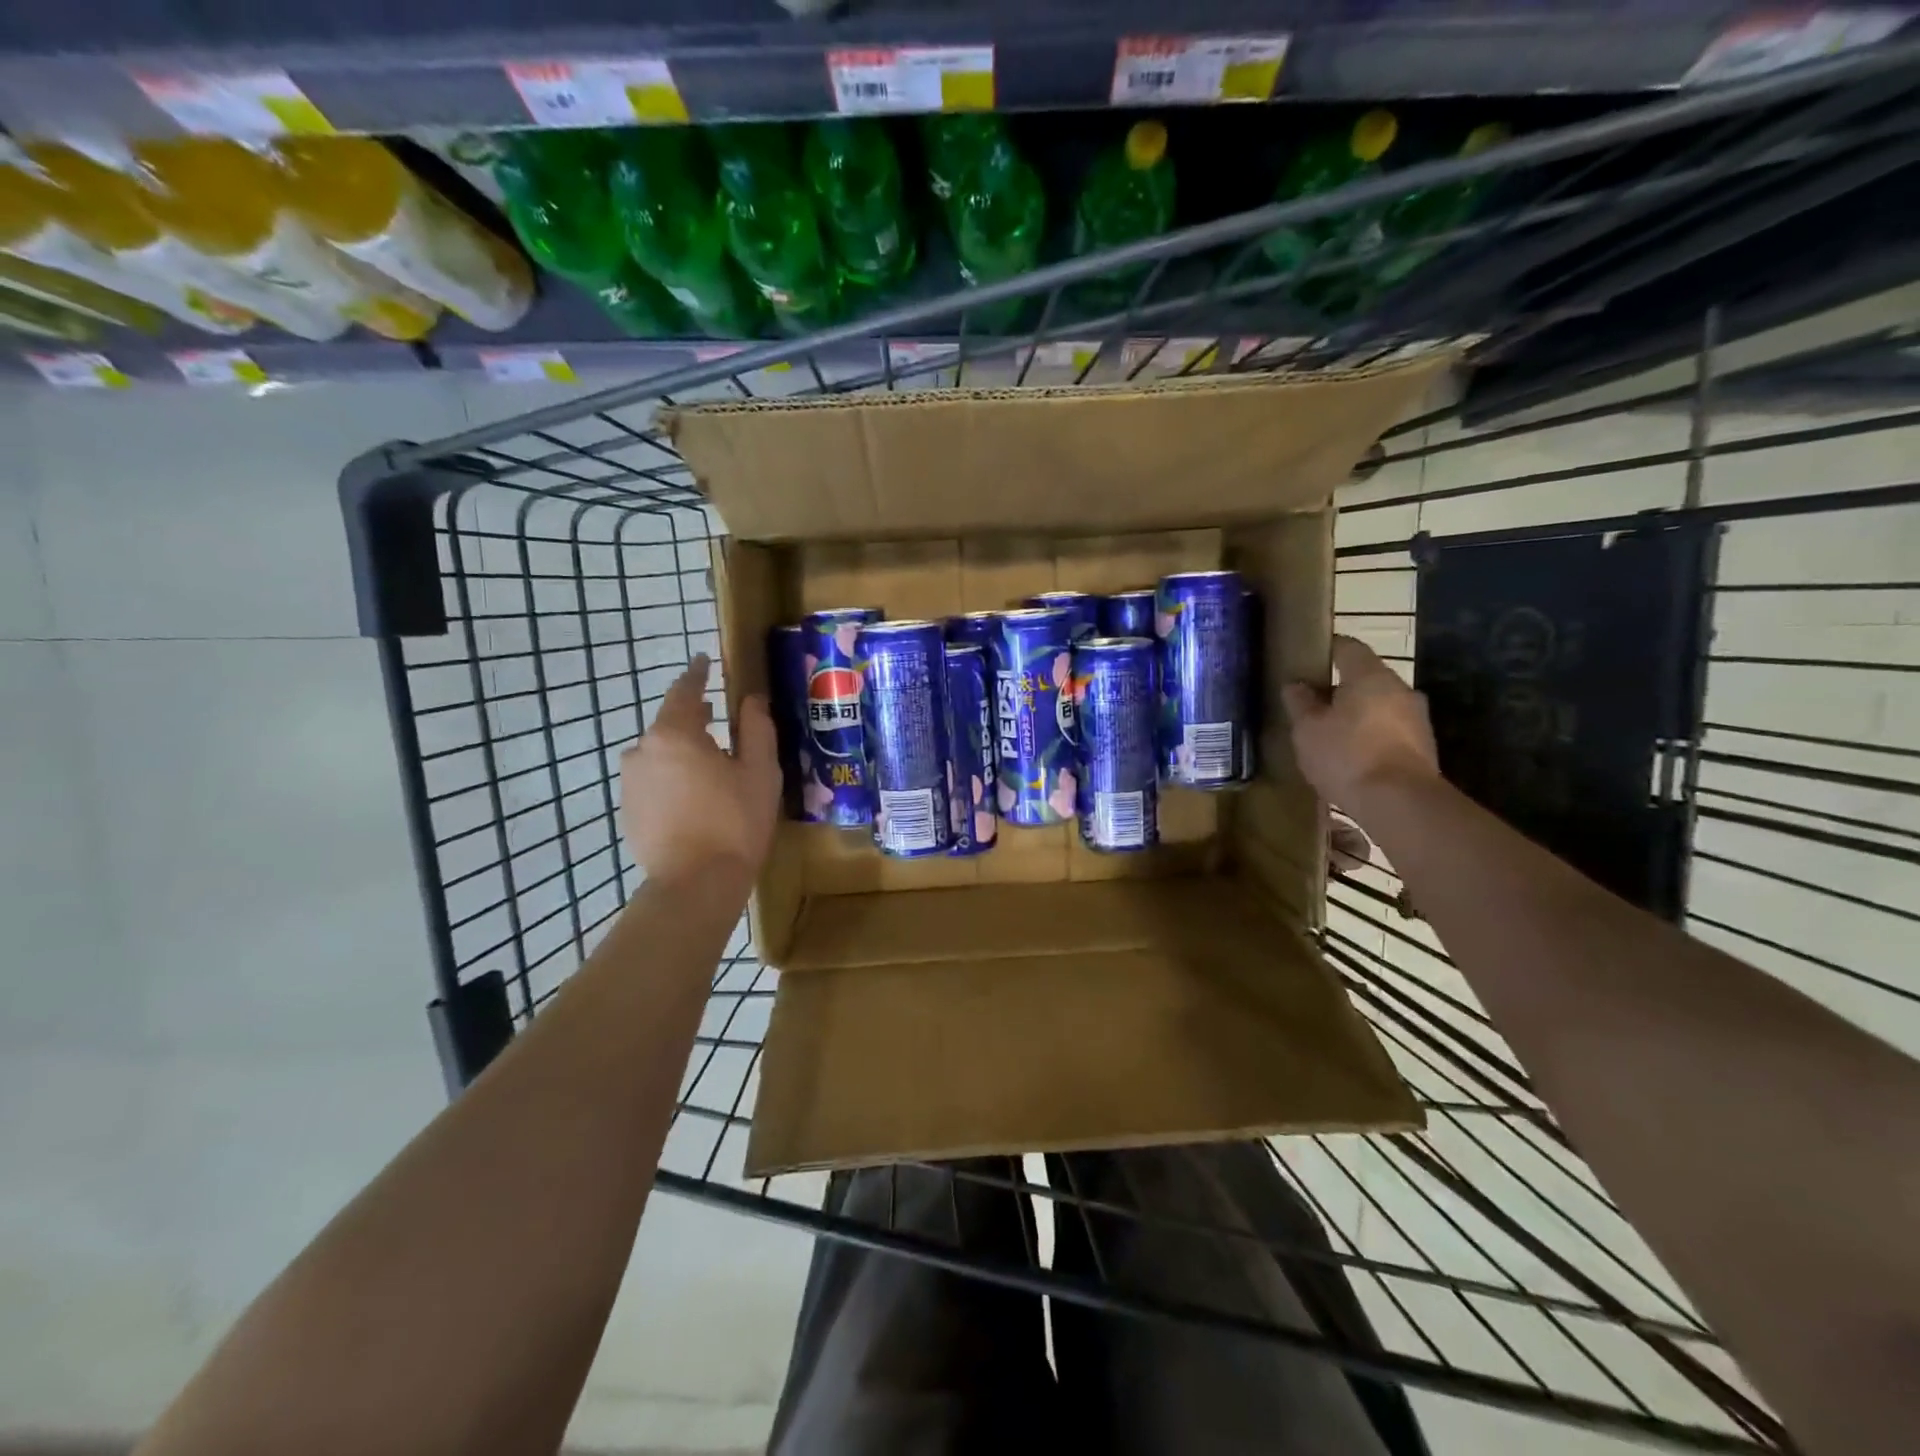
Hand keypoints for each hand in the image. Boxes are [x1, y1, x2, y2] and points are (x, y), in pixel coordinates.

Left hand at [620, 656, 779, 887]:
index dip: (697, 674)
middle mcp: (643, 751)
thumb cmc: (735, 822)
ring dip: (683, 752)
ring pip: (660, 754)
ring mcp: (630, 782)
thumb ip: (755, 728)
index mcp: (675, 734)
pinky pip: (653, 780)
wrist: (696, 884)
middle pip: (670, 724)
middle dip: (695, 719)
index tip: (705, 661)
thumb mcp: (759, 771)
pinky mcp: (629, 810)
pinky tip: (696, 799)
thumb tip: (751, 699)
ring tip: (712, 768)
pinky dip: (673, 779)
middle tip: (721, 723)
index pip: (685, 691)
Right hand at [1282, 635, 1438, 808]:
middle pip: (1366, 678)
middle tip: (1314, 703)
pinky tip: (1352, 757)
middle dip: (1341, 688)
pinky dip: (1371, 736)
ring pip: (1380, 706)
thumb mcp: (1307, 729)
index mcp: (1370, 675)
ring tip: (1331, 733)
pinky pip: (1390, 731)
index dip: (1327, 649)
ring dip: (1358, 714)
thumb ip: (1300, 703)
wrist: (1399, 802)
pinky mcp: (1423, 747)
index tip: (1309, 658)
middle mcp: (1400, 689)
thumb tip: (1295, 685)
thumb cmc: (1347, 755)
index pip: (1348, 647)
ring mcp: (1417, 718)